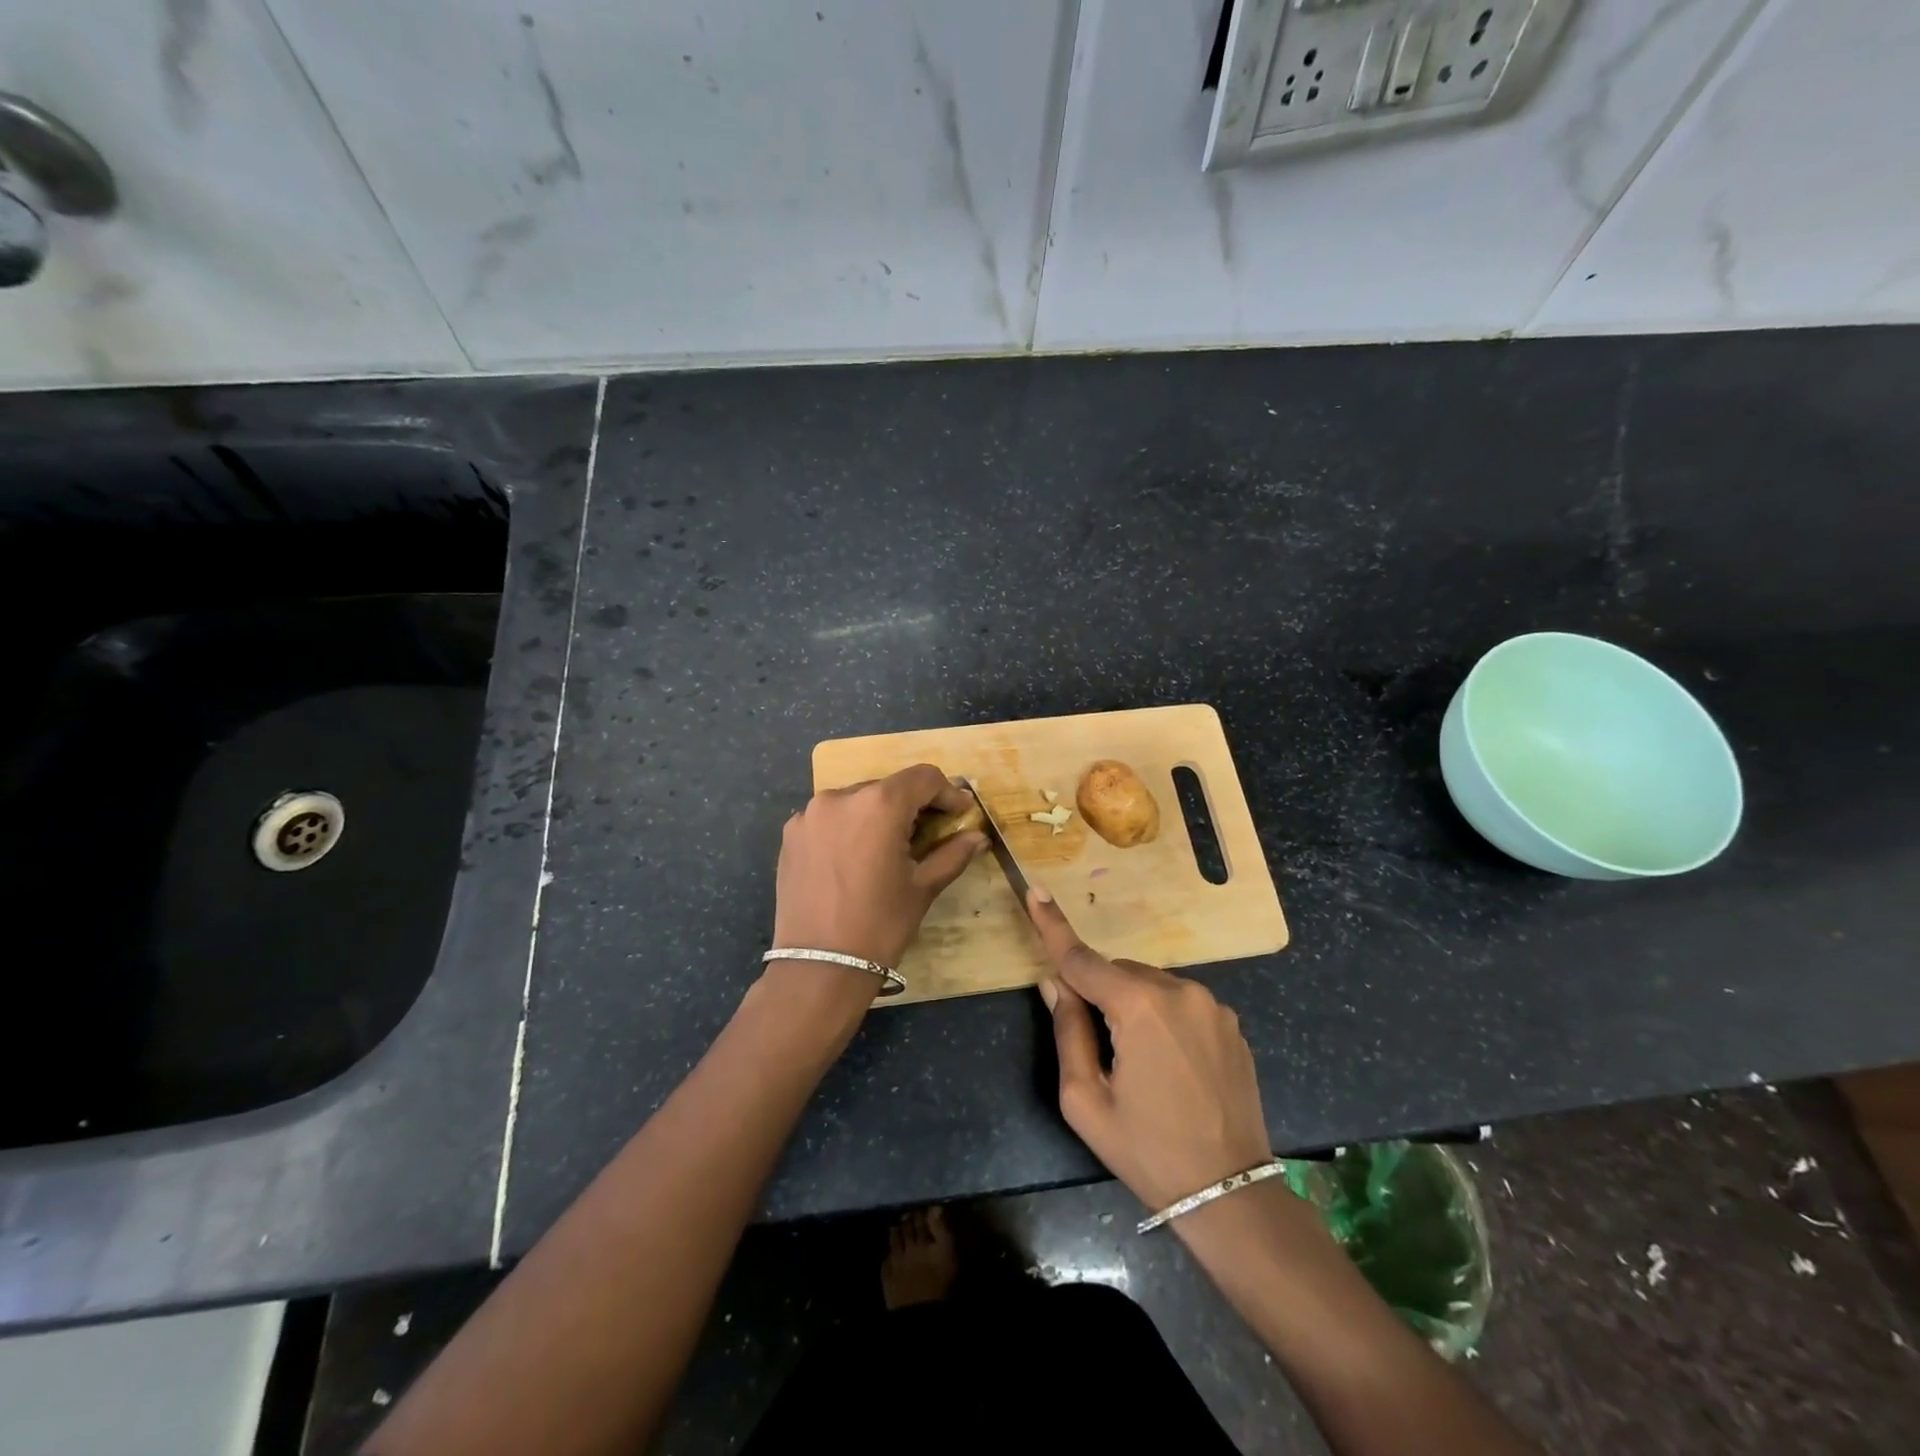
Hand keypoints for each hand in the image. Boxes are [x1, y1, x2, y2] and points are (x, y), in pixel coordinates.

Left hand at [772, 764, 985, 972]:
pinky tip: (855, 858)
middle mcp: (841, 796)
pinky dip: (849, 828)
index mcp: (879, 804)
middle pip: (889, 787)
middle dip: (912, 806)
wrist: (819, 966)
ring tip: (888, 848)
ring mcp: (810, 814)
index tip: (959, 814)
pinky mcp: (791, 833)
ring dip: (879, 815)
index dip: (947, 792)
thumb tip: (978, 837)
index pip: (923, 778)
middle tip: (927, 835)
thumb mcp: (923, 887)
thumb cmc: (880, 925)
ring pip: (857, 800)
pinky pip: (830, 818)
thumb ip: (952, 854)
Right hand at [1027, 887, 1271, 1212]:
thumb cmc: (1146, 1150)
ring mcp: (1211, 1004)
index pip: (1082, 959)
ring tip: (1141, 1064)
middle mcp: (1179, 990)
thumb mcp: (1086, 1101)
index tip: (1035, 890)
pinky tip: (1172, 1065)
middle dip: (1100, 994)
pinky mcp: (1231, 1021)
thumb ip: (1068, 1030)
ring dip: (1133, 1005)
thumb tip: (1056, 983)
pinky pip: (1180, 1001)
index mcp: (1139, 1007)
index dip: (1053, 926)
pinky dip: (1163, 1016)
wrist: (1230, 1193)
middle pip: (1118, 973)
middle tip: (1101, 1048)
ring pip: (1150, 985)